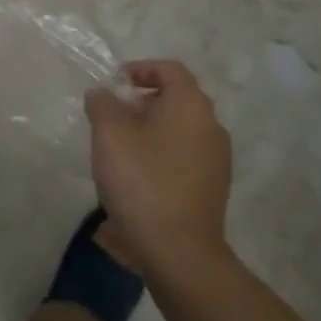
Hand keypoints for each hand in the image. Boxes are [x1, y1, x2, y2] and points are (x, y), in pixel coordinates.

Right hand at [84, 60, 231, 266]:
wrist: (179, 252)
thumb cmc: (142, 181)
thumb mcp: (109, 134)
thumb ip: (102, 105)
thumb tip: (103, 95)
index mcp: (190, 105)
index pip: (169, 69)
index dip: (141, 68)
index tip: (116, 83)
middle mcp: (211, 126)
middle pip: (177, 99)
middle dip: (143, 101)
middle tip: (113, 116)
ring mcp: (217, 160)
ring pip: (181, 130)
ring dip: (151, 130)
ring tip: (120, 149)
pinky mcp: (213, 189)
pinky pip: (185, 157)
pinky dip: (162, 154)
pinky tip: (138, 177)